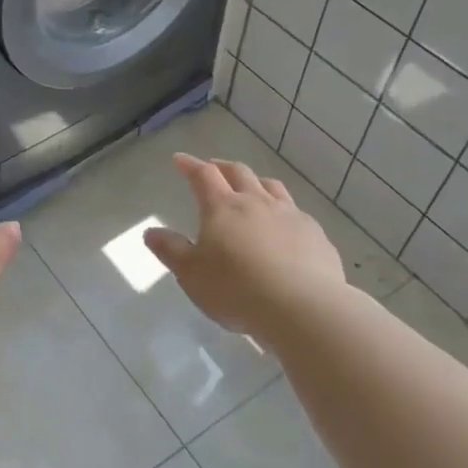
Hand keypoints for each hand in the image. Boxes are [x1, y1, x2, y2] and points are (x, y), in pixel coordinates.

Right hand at [143, 154, 346, 338]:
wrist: (303, 308)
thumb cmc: (236, 289)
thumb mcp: (191, 274)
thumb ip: (171, 250)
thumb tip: (151, 232)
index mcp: (223, 207)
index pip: (203, 175)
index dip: (190, 165)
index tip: (179, 159)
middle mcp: (257, 202)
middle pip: (239, 173)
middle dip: (222, 167)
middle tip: (213, 168)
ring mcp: (291, 216)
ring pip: (272, 187)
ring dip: (256, 182)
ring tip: (251, 188)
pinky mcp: (316, 235)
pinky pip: (296, 213)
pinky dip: (283, 211)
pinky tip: (283, 227)